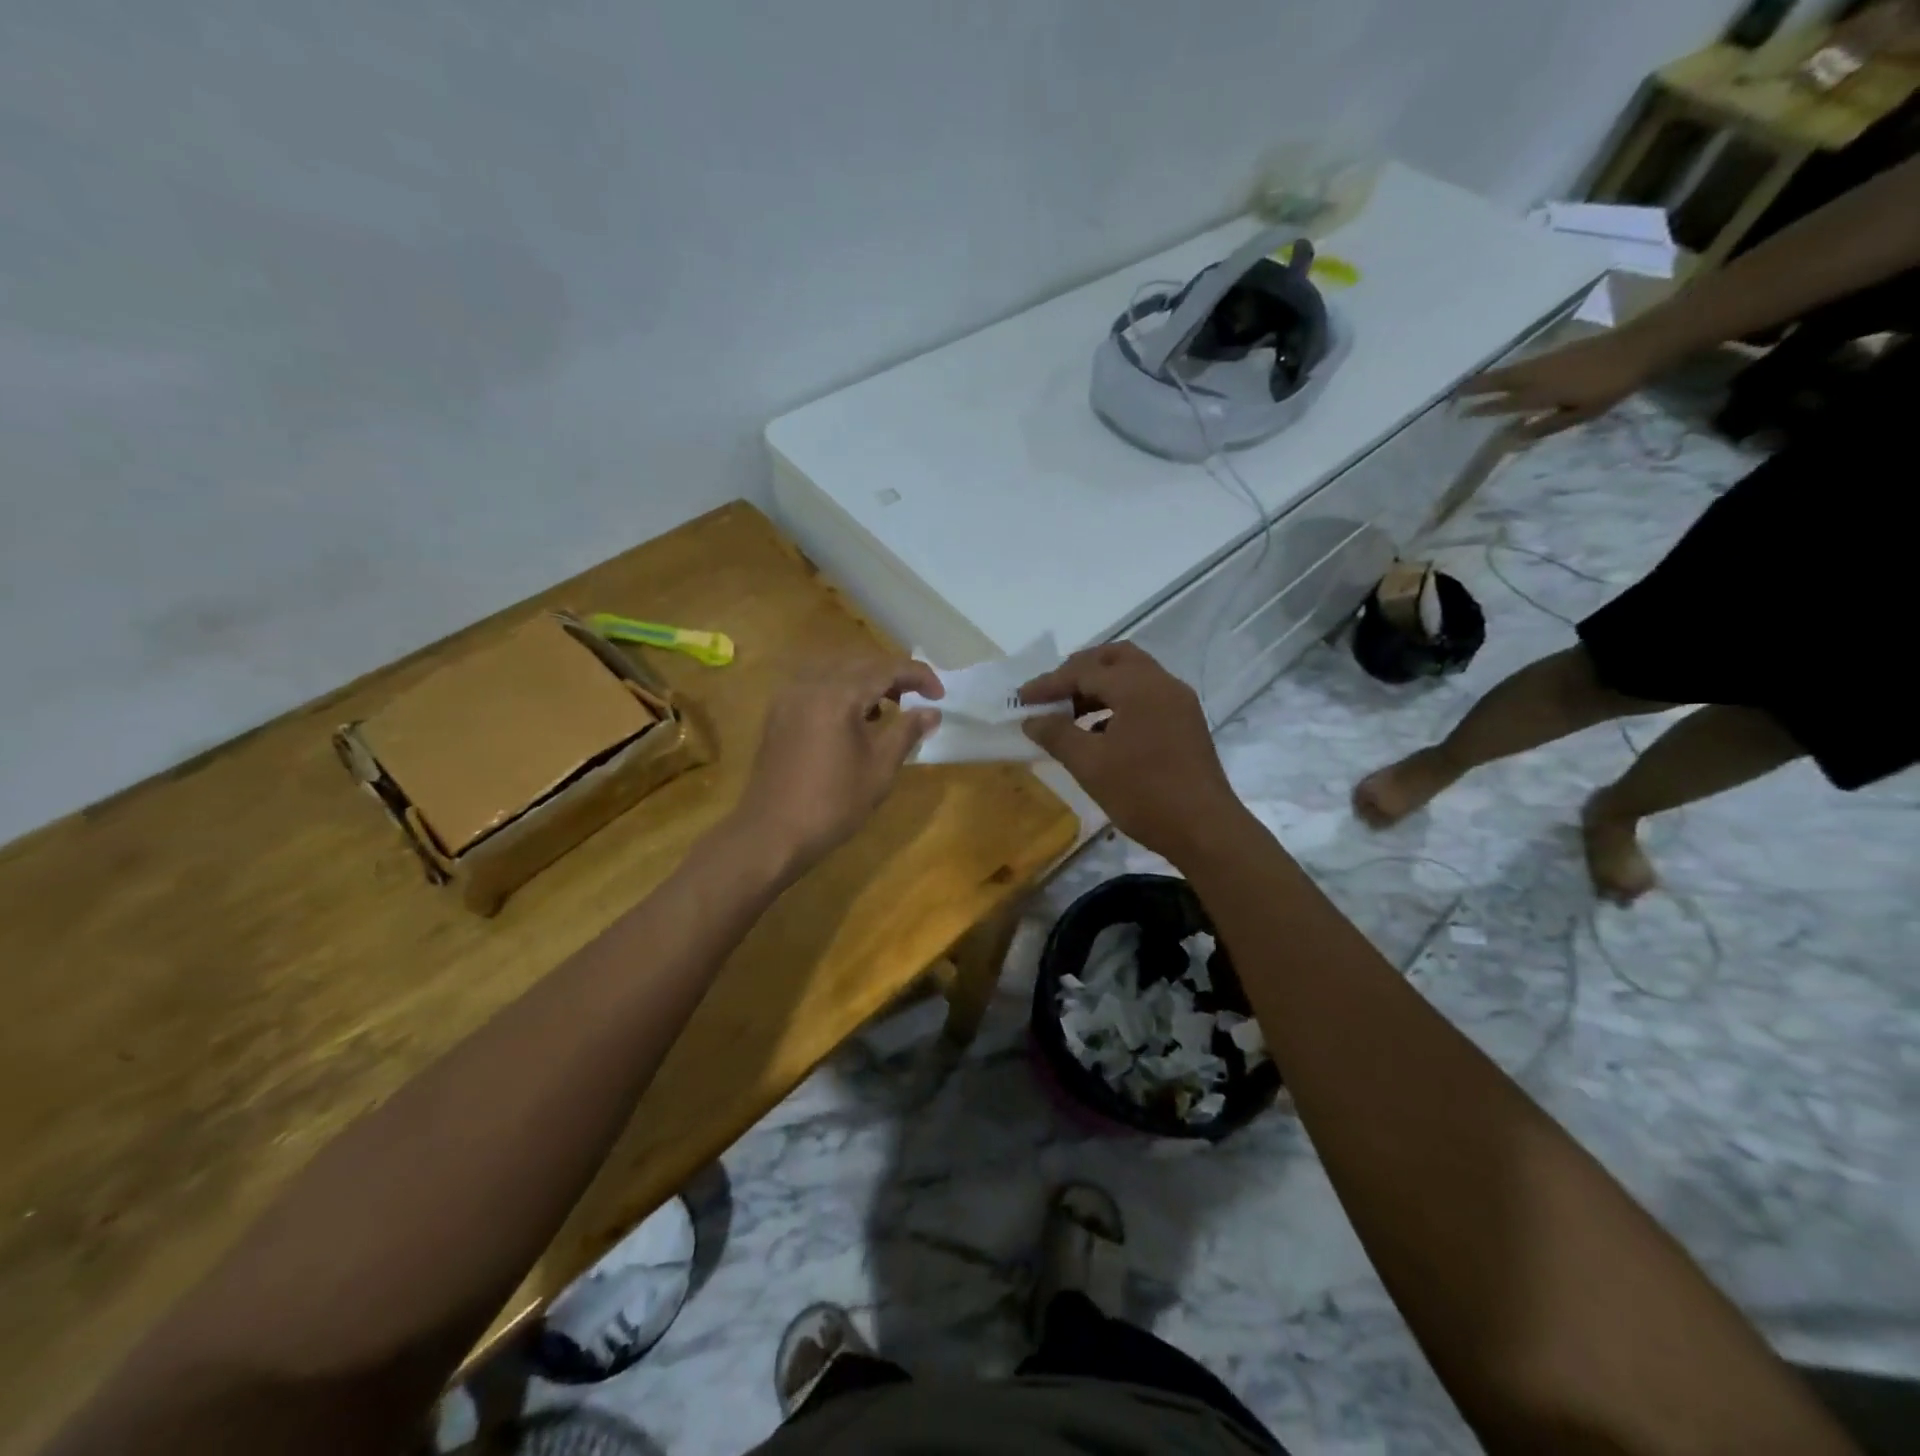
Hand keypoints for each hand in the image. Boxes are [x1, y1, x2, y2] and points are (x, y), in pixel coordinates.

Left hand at [734, 659, 942, 872]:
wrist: (772, 833)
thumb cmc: (833, 803)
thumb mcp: (880, 768)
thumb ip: (907, 732)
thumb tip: (932, 712)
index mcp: (838, 695)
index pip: (886, 668)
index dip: (918, 676)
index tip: (940, 695)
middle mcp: (810, 685)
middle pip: (860, 663)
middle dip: (893, 675)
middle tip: (918, 698)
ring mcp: (789, 697)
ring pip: (836, 671)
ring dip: (866, 681)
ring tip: (888, 709)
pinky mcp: (778, 713)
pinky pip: (816, 686)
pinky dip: (841, 691)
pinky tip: (853, 719)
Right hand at [1019, 642, 1244, 863]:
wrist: (1205, 830)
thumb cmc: (1144, 794)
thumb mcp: (1090, 765)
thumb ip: (1057, 735)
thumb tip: (1032, 719)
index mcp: (1138, 686)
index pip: (1084, 671)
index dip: (1049, 683)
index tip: (1021, 698)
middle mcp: (1162, 683)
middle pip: (1114, 659)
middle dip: (1079, 671)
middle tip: (1052, 693)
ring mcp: (1179, 702)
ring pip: (1133, 676)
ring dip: (1099, 687)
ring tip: (1070, 714)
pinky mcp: (1186, 723)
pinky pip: (1146, 697)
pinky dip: (1119, 703)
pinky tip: (1100, 732)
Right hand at [1459, 328, 1665, 441]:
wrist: (1639, 346)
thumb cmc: (1610, 386)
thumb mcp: (1580, 414)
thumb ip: (1545, 426)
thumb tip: (1512, 438)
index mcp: (1539, 394)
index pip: (1501, 404)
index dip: (1481, 409)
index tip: (1461, 414)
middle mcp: (1535, 376)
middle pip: (1499, 382)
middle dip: (1476, 388)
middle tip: (1454, 393)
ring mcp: (1545, 361)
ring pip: (1509, 371)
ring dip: (1488, 377)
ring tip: (1471, 383)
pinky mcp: (1555, 353)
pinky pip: (1521, 364)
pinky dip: (1506, 370)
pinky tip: (1504, 373)